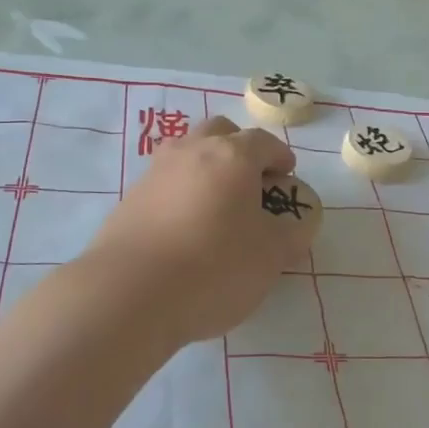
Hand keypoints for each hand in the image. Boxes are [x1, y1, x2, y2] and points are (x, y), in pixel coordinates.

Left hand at [80, 116, 313, 350]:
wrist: (128, 295)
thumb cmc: (214, 267)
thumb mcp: (271, 256)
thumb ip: (292, 233)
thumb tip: (300, 221)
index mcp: (232, 156)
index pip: (263, 142)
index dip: (280, 157)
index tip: (287, 177)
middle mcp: (191, 152)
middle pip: (220, 132)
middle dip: (240, 149)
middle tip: (251, 182)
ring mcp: (155, 173)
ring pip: (187, 152)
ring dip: (206, 167)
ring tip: (217, 204)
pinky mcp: (129, 200)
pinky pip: (164, 183)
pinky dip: (180, 193)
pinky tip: (185, 228)